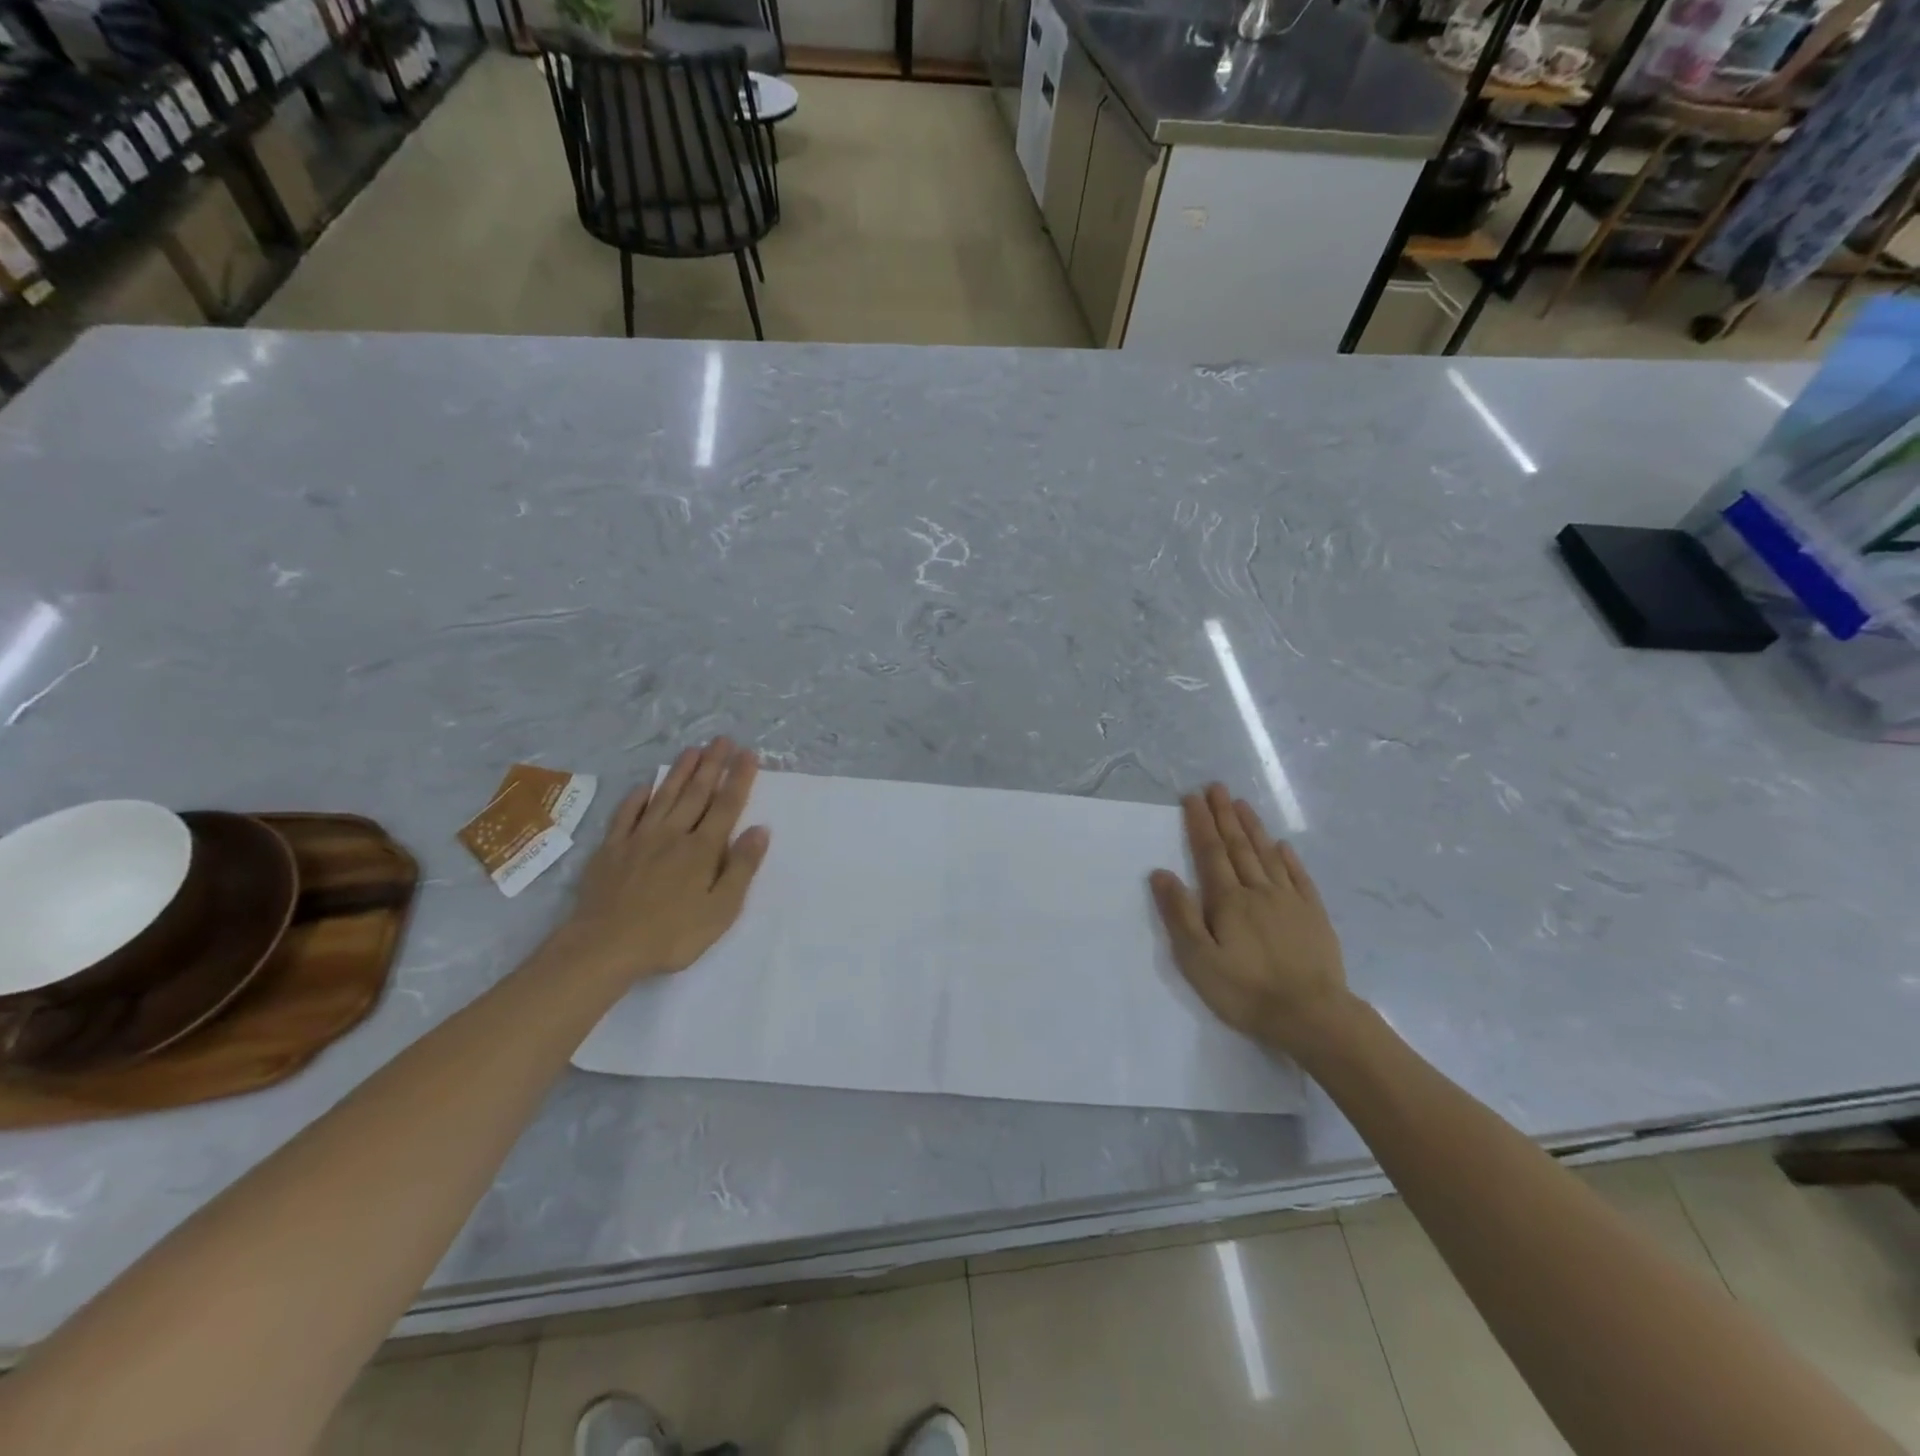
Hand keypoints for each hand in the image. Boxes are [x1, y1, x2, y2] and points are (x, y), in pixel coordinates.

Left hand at [550, 737, 769, 981]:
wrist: (604, 947)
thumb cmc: (672, 935)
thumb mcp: (721, 910)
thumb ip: (741, 868)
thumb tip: (760, 830)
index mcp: (702, 849)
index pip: (726, 806)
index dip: (739, 778)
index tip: (748, 754)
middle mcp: (673, 834)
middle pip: (696, 793)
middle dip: (712, 765)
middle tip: (722, 739)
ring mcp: (639, 839)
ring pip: (664, 796)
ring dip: (679, 772)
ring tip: (692, 750)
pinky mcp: (611, 849)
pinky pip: (626, 815)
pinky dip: (637, 798)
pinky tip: (644, 787)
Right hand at [1149, 784, 1350, 1056]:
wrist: (1311, 1016)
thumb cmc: (1245, 990)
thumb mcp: (1198, 959)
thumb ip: (1179, 914)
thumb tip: (1161, 872)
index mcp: (1228, 900)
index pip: (1210, 852)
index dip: (1200, 823)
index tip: (1192, 797)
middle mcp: (1258, 890)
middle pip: (1238, 845)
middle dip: (1224, 815)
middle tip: (1216, 787)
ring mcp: (1290, 901)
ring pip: (1267, 854)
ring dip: (1253, 827)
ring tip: (1241, 804)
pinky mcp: (1313, 916)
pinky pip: (1298, 877)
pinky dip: (1288, 858)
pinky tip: (1282, 845)